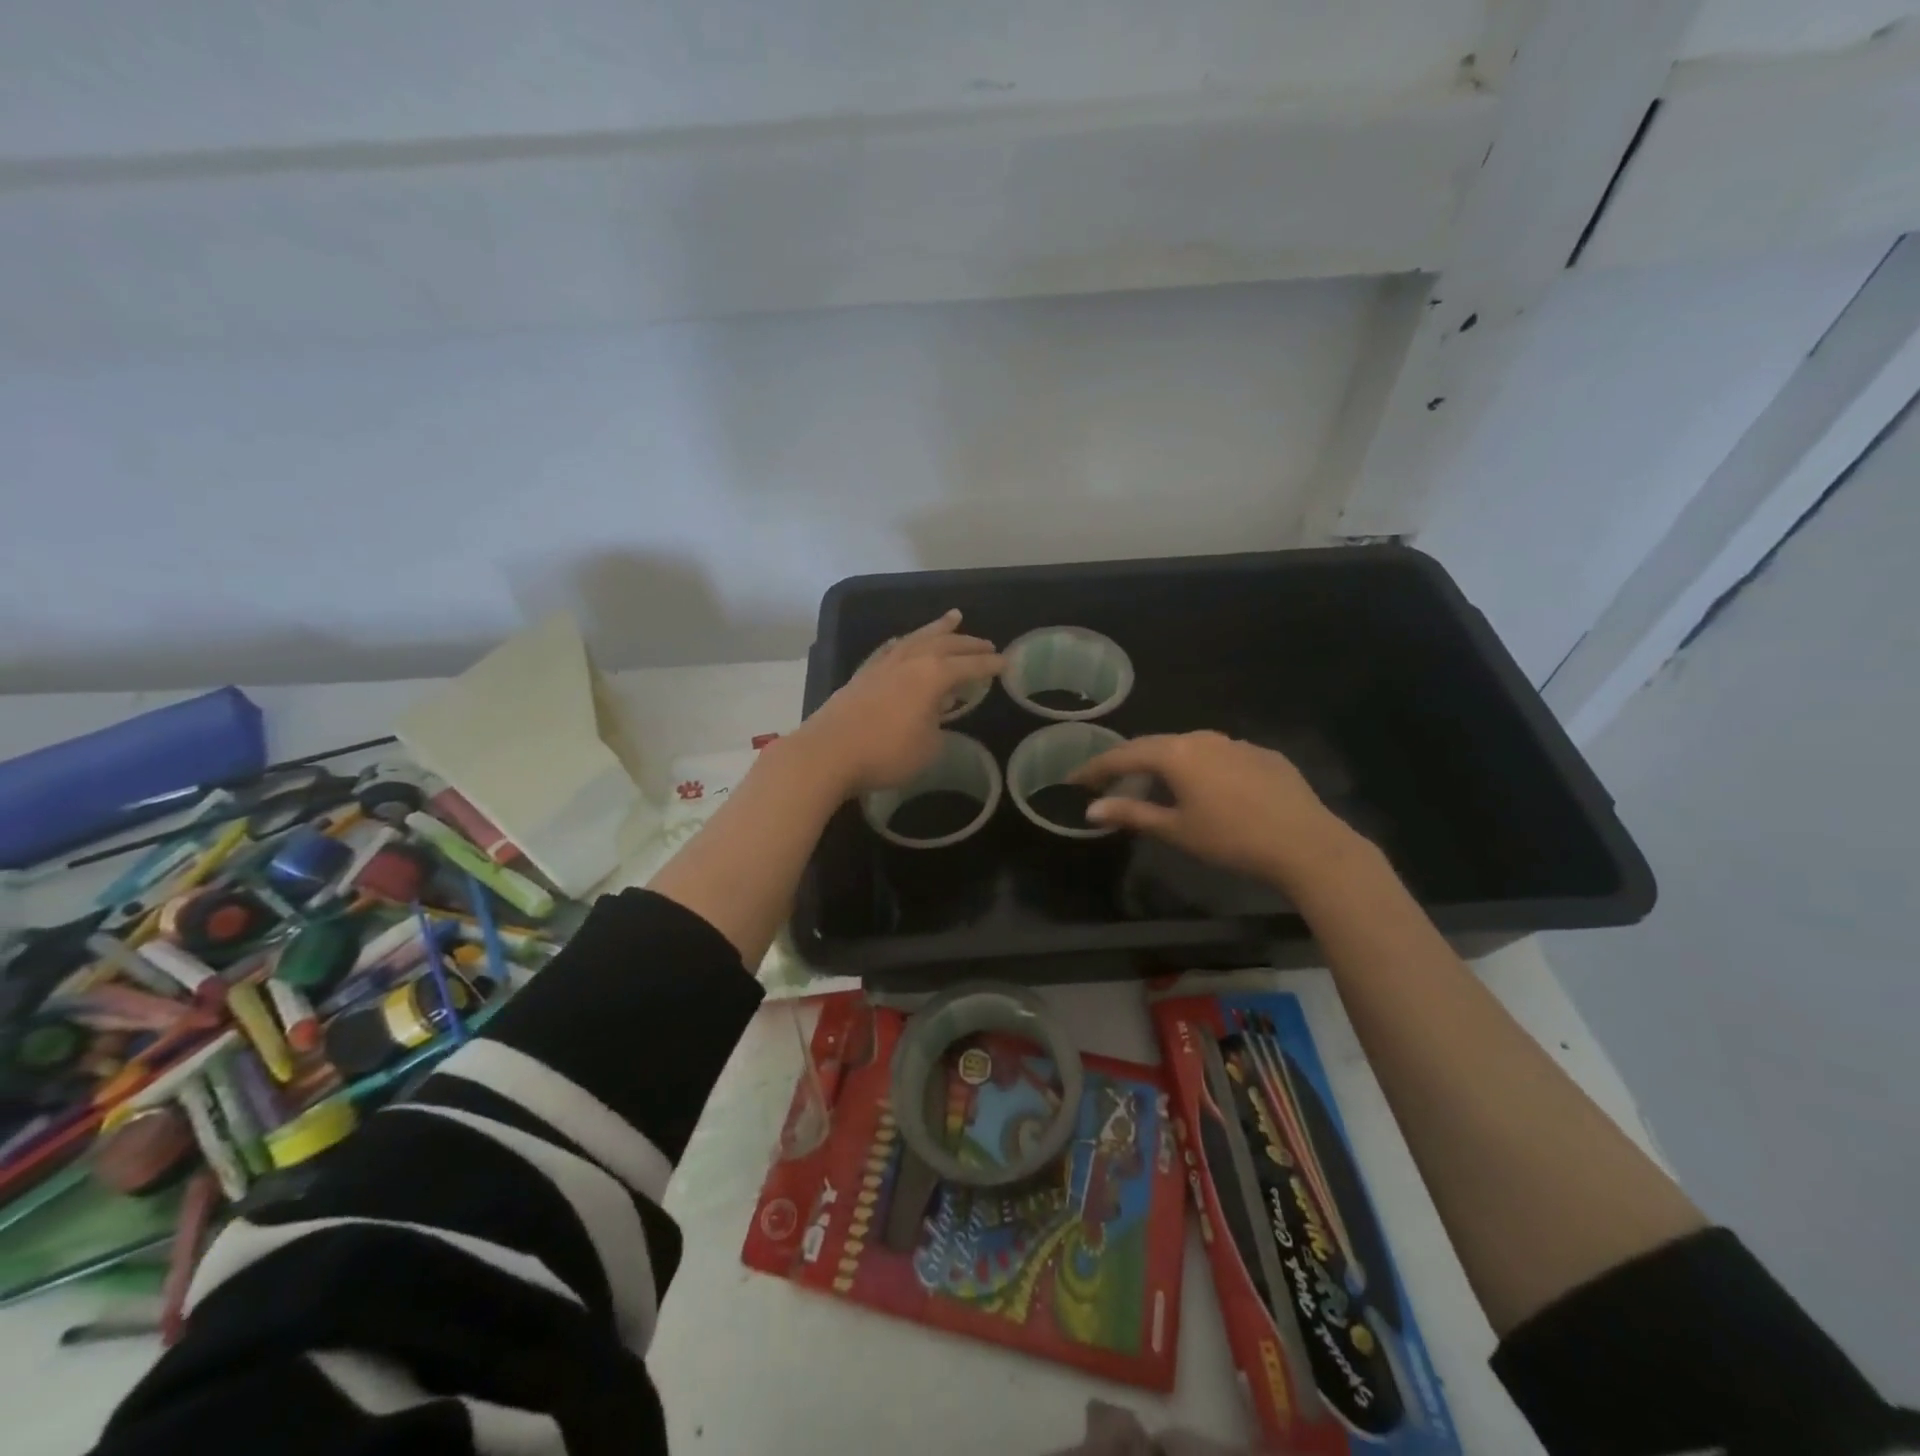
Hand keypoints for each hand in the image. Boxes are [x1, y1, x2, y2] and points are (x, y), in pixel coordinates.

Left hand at [790, 610, 1003, 796]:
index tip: (1006, 664)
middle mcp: (910, 661)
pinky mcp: (862, 675)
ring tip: (953, 618)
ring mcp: (883, 665)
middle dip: (969, 644)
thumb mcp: (928, 748)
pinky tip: (904, 643)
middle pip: (945, 644)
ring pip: (917, 638)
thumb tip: (934, 717)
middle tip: (986, 643)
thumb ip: (938, 727)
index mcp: (933, 675)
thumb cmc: (886, 753)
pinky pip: (891, 649)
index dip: (990, 665)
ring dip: (937, 629)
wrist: (828, 753)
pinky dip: (905, 643)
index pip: (969, 666)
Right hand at [1070, 730, 1357, 887]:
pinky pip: (1221, 756)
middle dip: (1129, 762)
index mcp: (1176, 754)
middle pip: (1156, 746)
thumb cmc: (1231, 839)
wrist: (1306, 844)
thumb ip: (1132, 814)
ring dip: (1167, 763)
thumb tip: (1091, 810)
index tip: (1074, 779)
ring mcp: (1237, 743)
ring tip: (1157, 783)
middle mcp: (1204, 738)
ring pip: (1190, 748)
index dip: (1096, 767)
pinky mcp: (1264, 755)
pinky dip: (1202, 768)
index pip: (1125, 754)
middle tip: (1109, 780)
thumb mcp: (1176, 830)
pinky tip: (1208, 789)